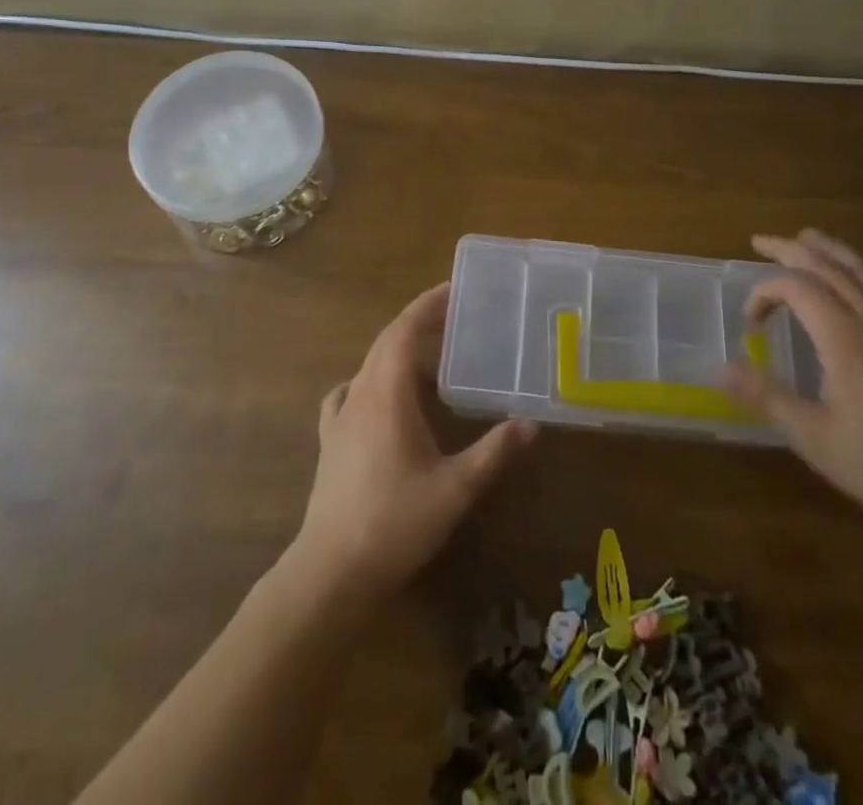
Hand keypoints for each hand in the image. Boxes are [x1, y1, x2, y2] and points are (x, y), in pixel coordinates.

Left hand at [293, 282, 536, 601]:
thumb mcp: (455, 488)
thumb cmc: (394, 523)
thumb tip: (532, 423)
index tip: (455, 290)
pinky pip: (348, 395)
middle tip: (455, 318)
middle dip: (419, 323)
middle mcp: (359, 395)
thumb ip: (494, 452)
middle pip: (386, 342)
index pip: (403, 329)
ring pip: (369, 366)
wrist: (330, 573)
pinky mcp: (330, 442)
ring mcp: (339, 419)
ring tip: (430, 356)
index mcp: (387, 394)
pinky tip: (380, 398)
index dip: (427, 305)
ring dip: (398, 351)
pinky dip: (370, 382)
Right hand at [723, 229, 862, 564]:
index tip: (751, 319)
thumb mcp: (815, 439)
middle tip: (760, 242)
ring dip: (828, 246)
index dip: (765, 291)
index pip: (796, 287)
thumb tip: (722, 369)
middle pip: (828, 264)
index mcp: (845, 339)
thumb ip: (767, 397)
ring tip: (803, 237)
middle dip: (788, 249)